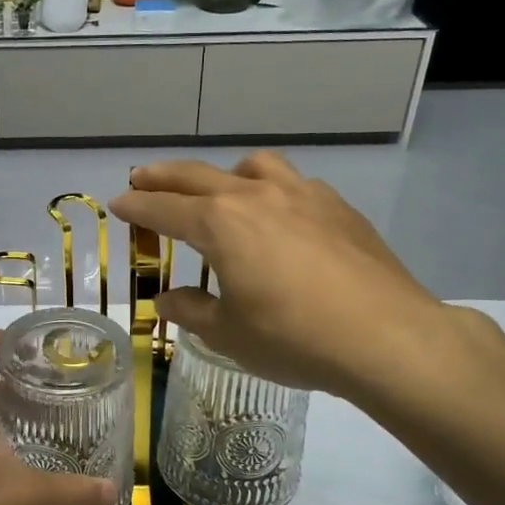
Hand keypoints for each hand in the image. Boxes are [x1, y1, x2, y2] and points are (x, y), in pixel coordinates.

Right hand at [111, 153, 458, 399]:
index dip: (136, 206)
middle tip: (142, 178)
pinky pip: (293, 184)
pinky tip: (281, 217)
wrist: (387, 337)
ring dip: (224, 173)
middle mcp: (256, 196)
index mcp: (220, 224)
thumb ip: (191, 311)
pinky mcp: (338, 207)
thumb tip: (168, 299)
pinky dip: (272, 190)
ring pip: (253, 166)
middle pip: (198, 175)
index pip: (164, 208)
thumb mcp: (229, 334)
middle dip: (164, 177)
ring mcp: (302, 195)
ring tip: (219, 190)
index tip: (118, 203)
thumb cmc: (294, 338)